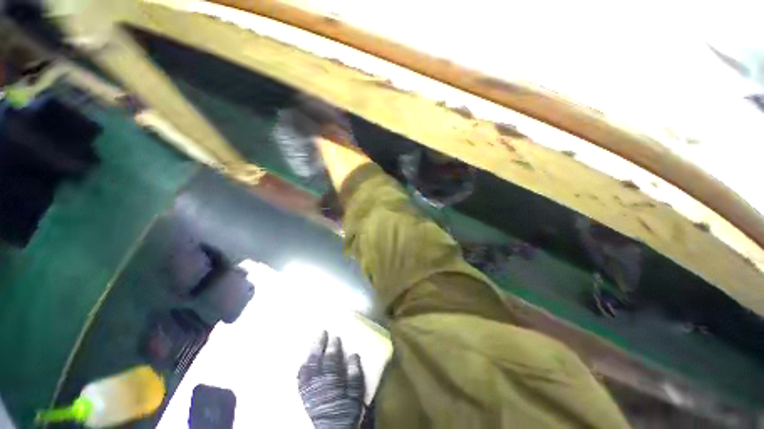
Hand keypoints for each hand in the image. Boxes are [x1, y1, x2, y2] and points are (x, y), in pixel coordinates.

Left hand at [298, 331, 364, 428]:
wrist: (332, 427)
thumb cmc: (348, 411)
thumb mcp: (356, 395)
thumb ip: (355, 375)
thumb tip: (354, 356)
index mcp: (331, 379)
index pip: (331, 358)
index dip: (333, 347)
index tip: (335, 336)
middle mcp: (317, 380)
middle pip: (316, 358)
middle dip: (319, 344)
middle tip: (322, 333)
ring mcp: (308, 386)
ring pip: (307, 365)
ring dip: (310, 352)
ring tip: (313, 343)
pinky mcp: (303, 393)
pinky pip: (300, 375)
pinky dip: (302, 366)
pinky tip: (304, 362)